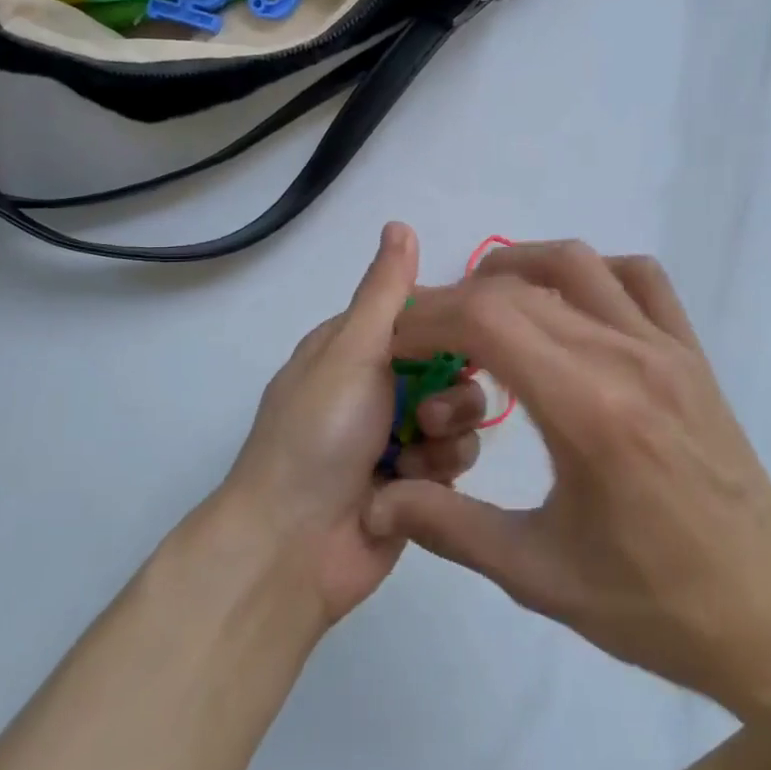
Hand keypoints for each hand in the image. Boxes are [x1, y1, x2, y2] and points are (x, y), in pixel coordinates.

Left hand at [221, 223, 486, 624]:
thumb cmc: (318, 434)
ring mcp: (396, 435)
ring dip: (445, 432)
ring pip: (458, 413)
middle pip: (449, 365)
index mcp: (354, 347)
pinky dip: (438, 469)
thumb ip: (385, 292)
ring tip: (416, 453)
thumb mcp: (351, 351)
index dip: (452, 323)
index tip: (477, 331)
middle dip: (451, 388)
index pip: (421, 315)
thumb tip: (399, 224)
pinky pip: (453, 459)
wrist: (293, 545)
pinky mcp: (415, 483)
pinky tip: (413, 485)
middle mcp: (377, 385)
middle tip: (428, 411)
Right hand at [365, 242, 770, 712]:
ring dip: (516, 269)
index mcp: (589, 412)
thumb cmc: (650, 605)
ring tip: (482, 306)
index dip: (429, 317)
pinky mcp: (692, 354)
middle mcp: (628, 360)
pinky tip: (565, 307)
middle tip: (427, 337)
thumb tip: (376, 500)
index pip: (488, 320)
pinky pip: (639, 278)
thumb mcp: (537, 576)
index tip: (398, 342)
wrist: (767, 616)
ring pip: (577, 264)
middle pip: (520, 288)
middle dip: (456, 300)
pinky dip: (590, 272)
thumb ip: (449, 526)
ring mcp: (667, 349)